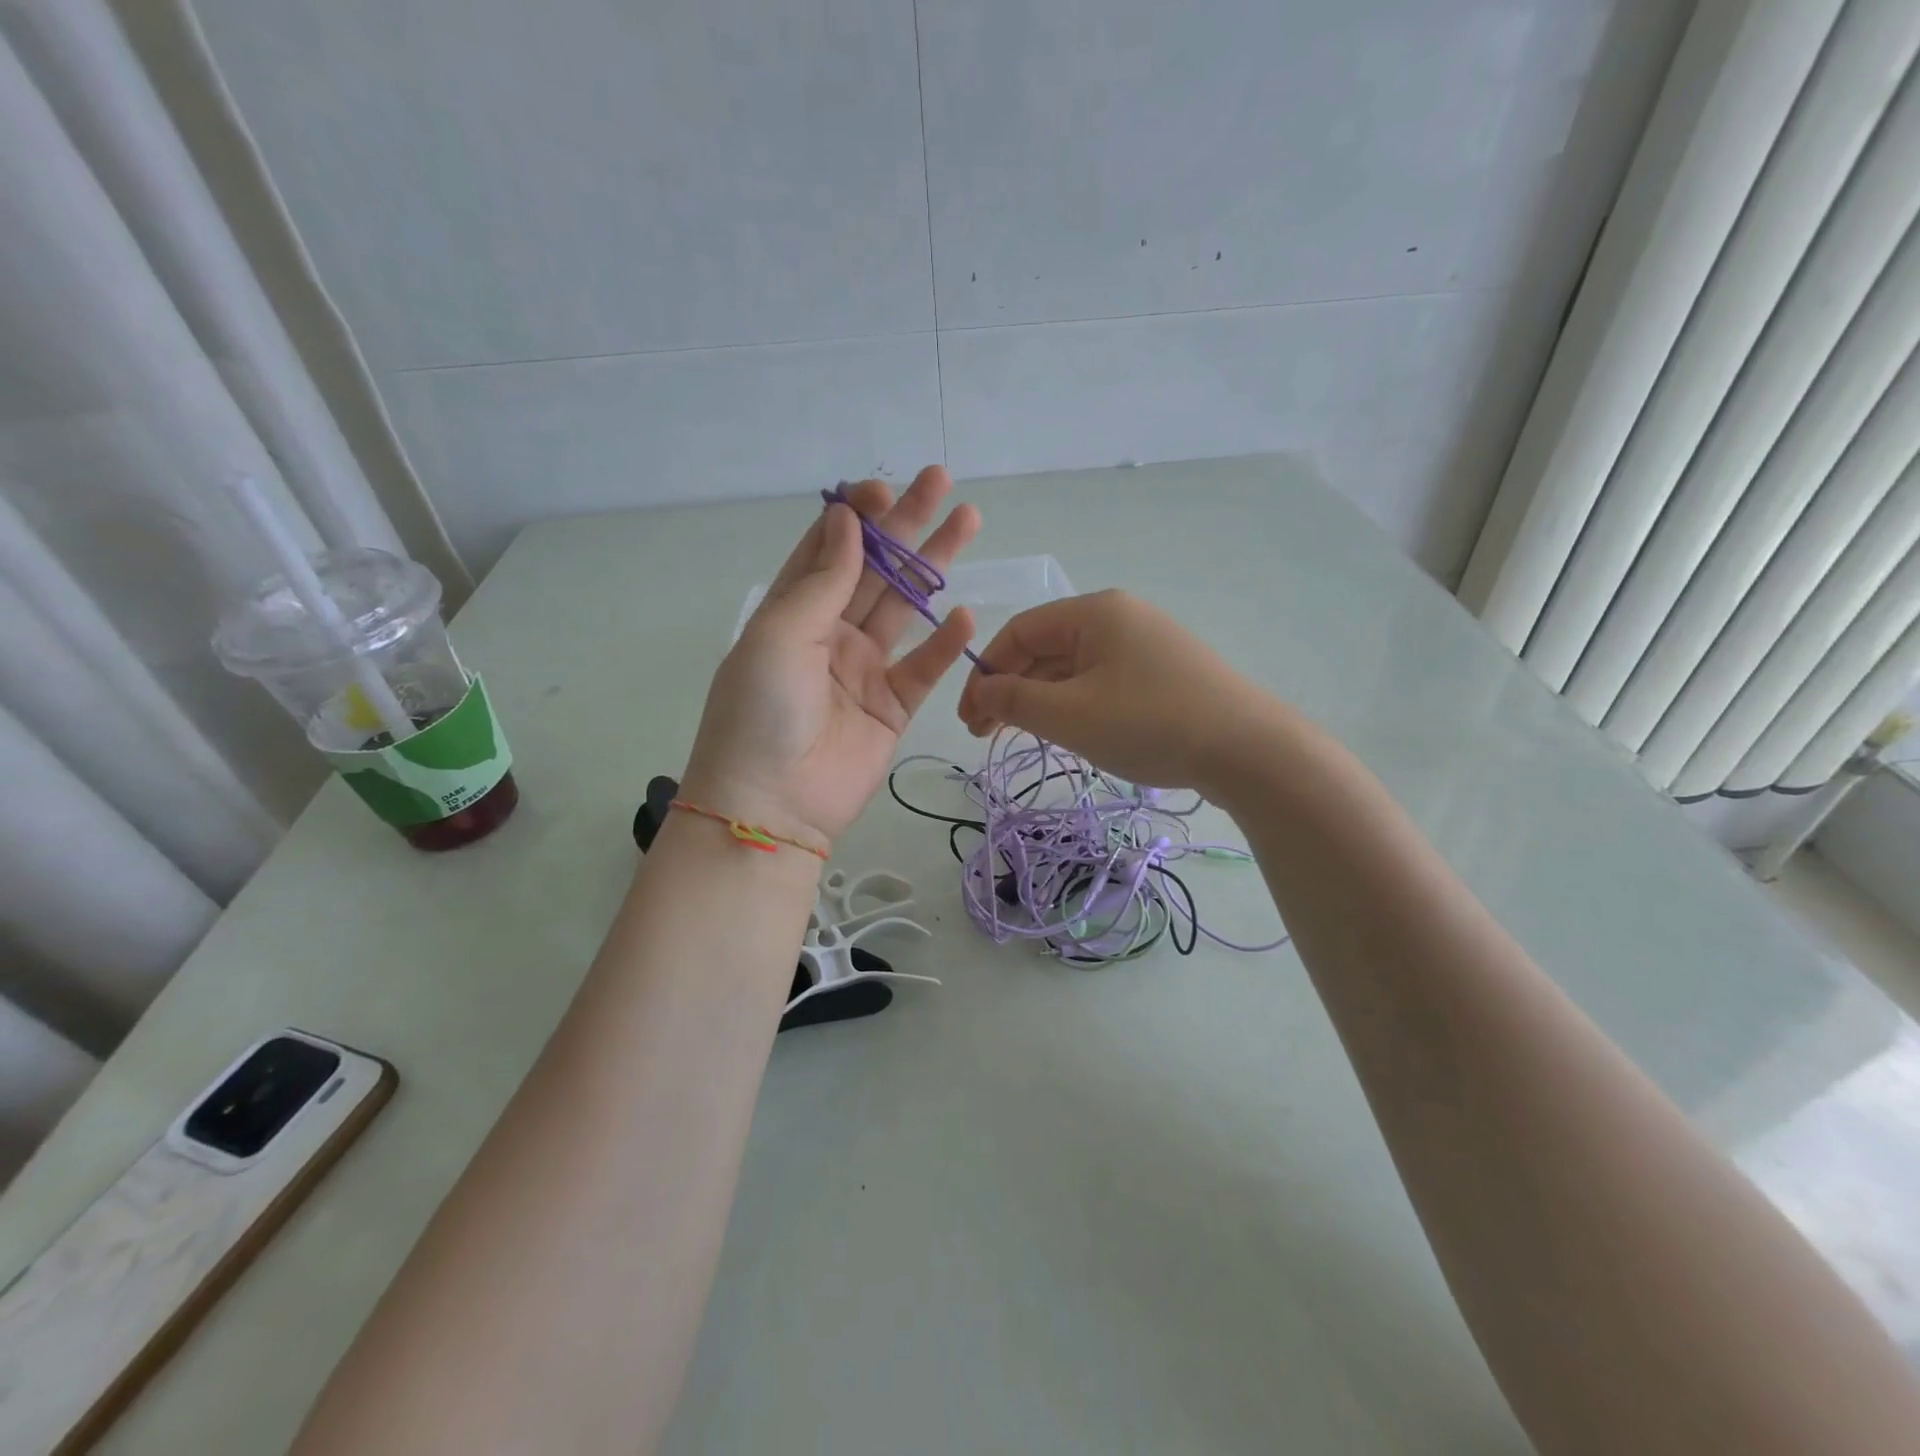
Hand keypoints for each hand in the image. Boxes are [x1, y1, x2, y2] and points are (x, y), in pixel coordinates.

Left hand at [682, 467, 978, 847]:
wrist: (773, 805)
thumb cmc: (760, 712)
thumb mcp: (780, 636)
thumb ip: (823, 581)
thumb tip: (847, 520)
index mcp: (792, 613)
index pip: (828, 550)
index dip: (856, 516)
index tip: (884, 488)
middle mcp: (830, 634)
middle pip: (875, 570)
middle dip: (906, 526)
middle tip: (941, 481)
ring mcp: (864, 670)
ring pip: (906, 608)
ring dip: (935, 567)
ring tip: (968, 522)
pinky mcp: (892, 707)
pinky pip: (924, 668)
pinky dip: (946, 643)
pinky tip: (967, 614)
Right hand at [957, 589, 1283, 794]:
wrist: (1248, 750)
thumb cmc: (1148, 722)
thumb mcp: (1069, 714)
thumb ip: (1014, 699)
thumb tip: (981, 689)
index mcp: (1093, 612)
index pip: (1019, 632)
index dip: (985, 673)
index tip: (969, 718)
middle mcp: (1119, 617)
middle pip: (1045, 648)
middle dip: (1010, 689)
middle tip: (985, 735)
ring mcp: (1146, 644)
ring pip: (1074, 667)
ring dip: (1041, 699)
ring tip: (1023, 737)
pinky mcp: (1165, 672)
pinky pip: (1102, 681)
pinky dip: (1075, 704)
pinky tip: (1069, 731)